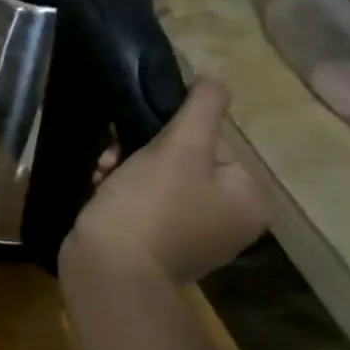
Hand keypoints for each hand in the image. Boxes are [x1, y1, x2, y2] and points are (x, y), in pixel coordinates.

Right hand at [63, 79, 266, 284]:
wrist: (108, 271)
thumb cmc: (148, 207)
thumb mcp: (177, 149)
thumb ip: (201, 109)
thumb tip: (215, 79)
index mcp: (249, 200)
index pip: (212, 145)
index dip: (168, 137)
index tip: (135, 142)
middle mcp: (230, 222)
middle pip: (183, 164)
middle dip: (139, 155)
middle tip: (111, 159)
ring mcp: (193, 239)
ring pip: (157, 183)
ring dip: (124, 172)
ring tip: (100, 177)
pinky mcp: (158, 249)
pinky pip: (142, 207)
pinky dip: (120, 196)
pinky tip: (99, 195)